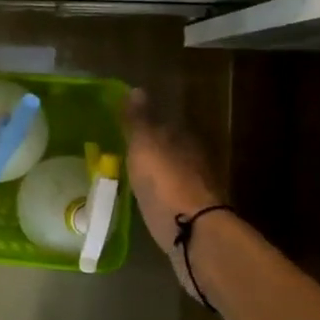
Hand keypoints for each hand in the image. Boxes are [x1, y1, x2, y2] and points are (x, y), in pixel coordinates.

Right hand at [123, 88, 226, 247]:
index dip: (147, 126)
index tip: (127, 129)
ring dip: (154, 174)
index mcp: (184, 139)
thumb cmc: (164, 181)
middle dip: (151, 151)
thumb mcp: (144, 145)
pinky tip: (143, 200)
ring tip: (130, 177)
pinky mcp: (188, 215)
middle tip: (125, 153)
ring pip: (170, 174)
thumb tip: (136, 89)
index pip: (165, 125)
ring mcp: (193, 190)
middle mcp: (193, 161)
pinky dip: (157, 196)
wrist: (190, 231)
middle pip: (170, 150)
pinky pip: (168, 198)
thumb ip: (139, 120)